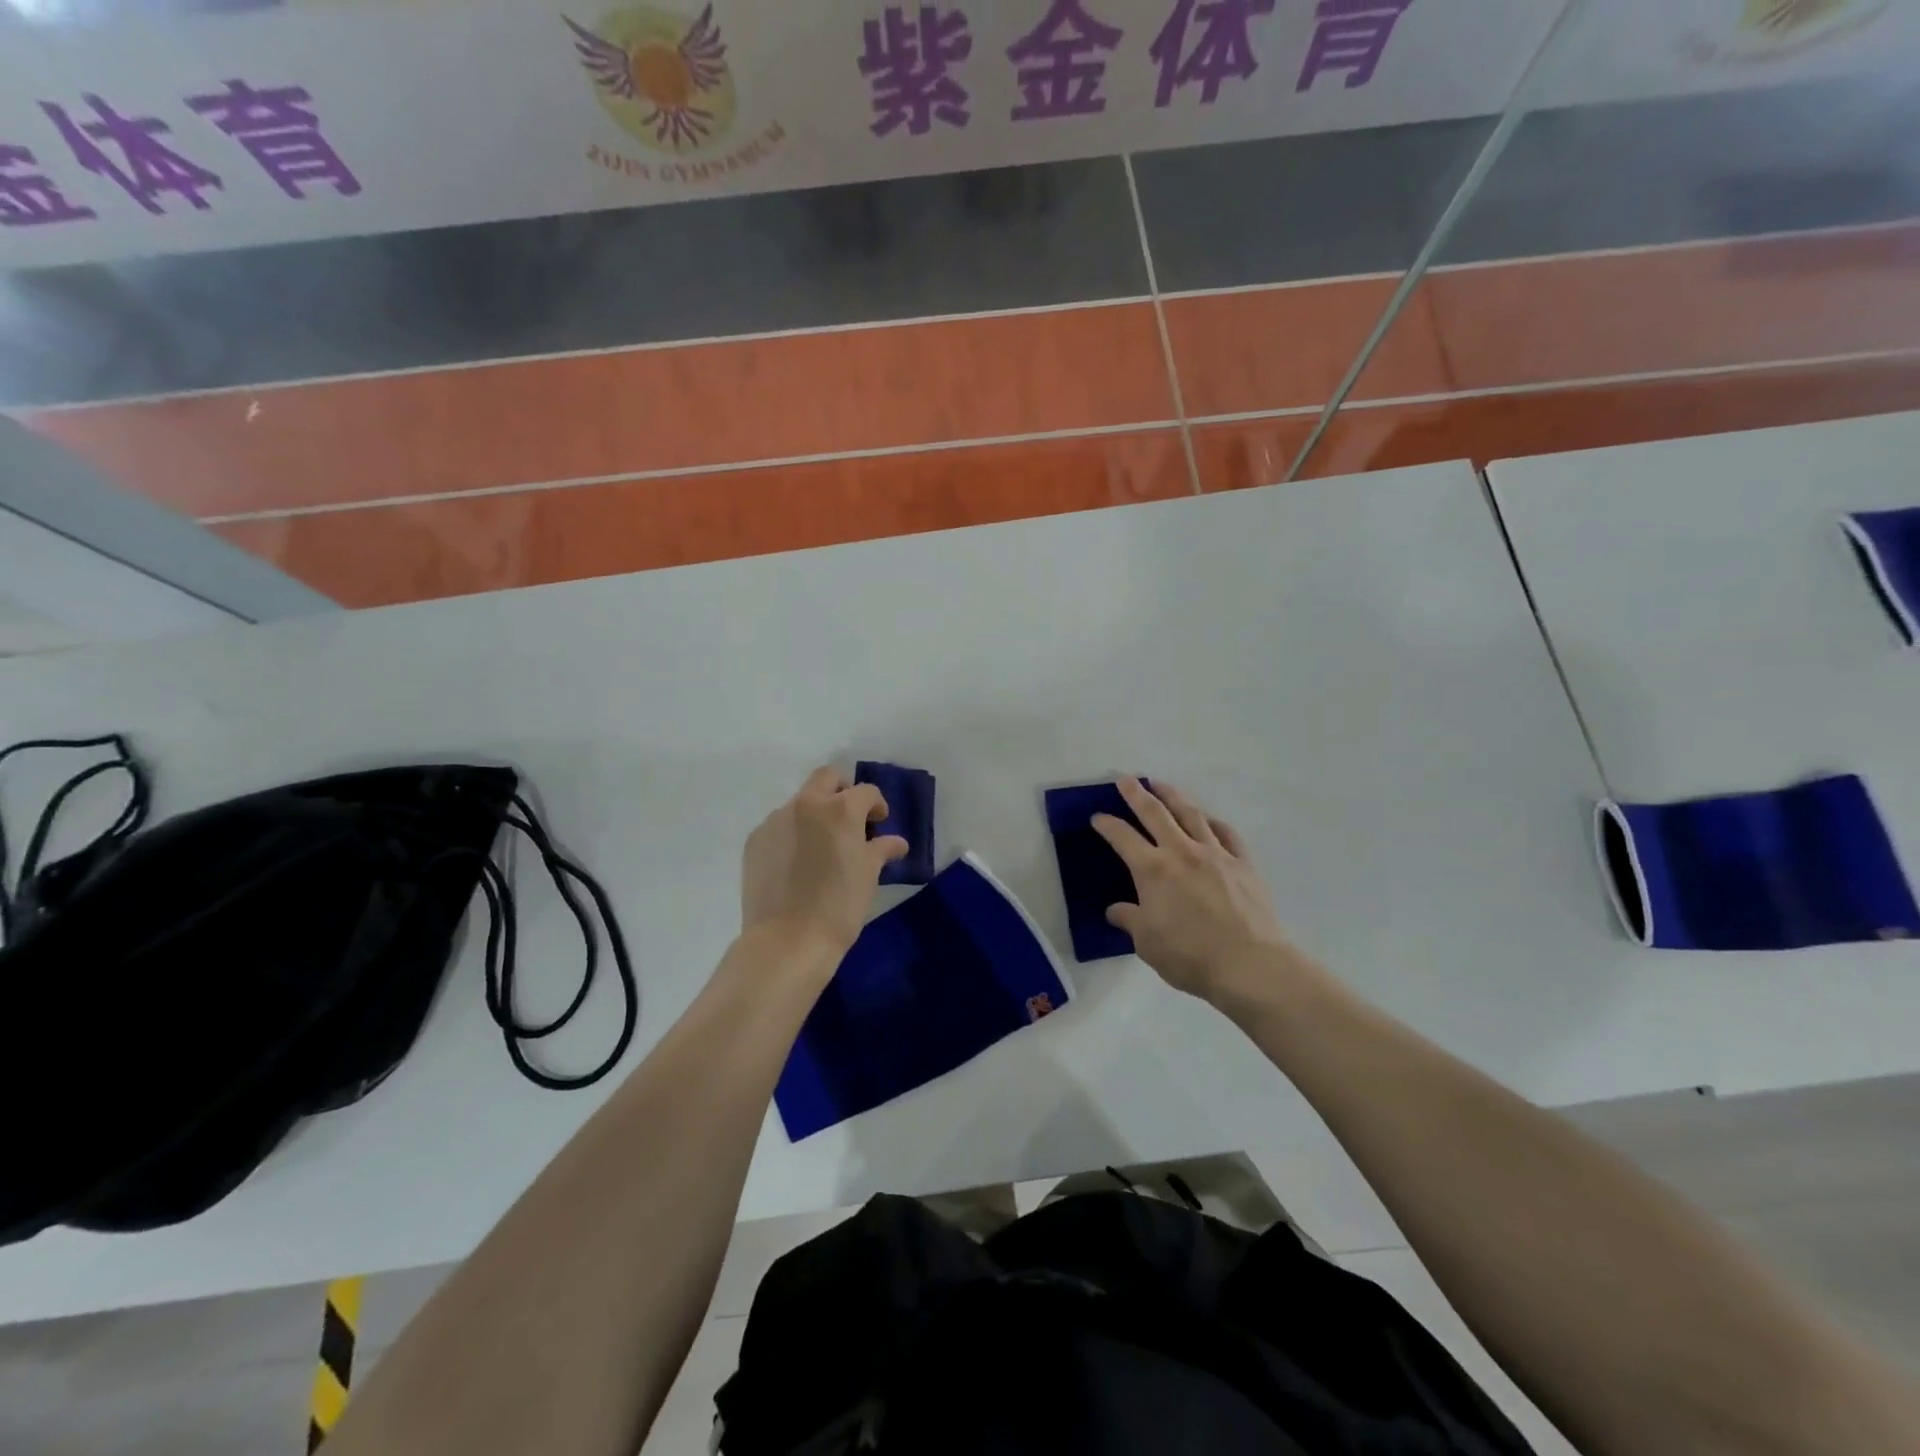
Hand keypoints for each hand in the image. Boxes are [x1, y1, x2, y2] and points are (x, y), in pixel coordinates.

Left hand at [741, 766, 906, 958]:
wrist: (787, 940)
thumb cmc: (839, 906)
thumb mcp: (868, 876)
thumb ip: (881, 850)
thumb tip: (896, 842)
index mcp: (840, 809)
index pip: (865, 791)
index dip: (876, 805)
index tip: (879, 823)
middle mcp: (806, 805)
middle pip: (826, 778)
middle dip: (842, 790)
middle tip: (851, 817)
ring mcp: (775, 820)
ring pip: (799, 802)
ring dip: (814, 814)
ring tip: (821, 846)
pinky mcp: (755, 840)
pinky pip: (779, 826)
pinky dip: (792, 834)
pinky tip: (797, 863)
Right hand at [1093, 777, 1297, 1005]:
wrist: (1249, 964)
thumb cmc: (1189, 955)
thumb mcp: (1147, 943)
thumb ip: (1130, 920)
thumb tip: (1116, 910)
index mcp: (1152, 869)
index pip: (1122, 837)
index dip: (1107, 824)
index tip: (1097, 816)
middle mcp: (1181, 852)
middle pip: (1155, 813)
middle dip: (1137, 793)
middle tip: (1126, 779)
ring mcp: (1215, 854)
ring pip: (1191, 814)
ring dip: (1173, 796)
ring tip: (1162, 784)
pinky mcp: (1242, 864)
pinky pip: (1226, 834)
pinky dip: (1214, 823)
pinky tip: (1209, 820)